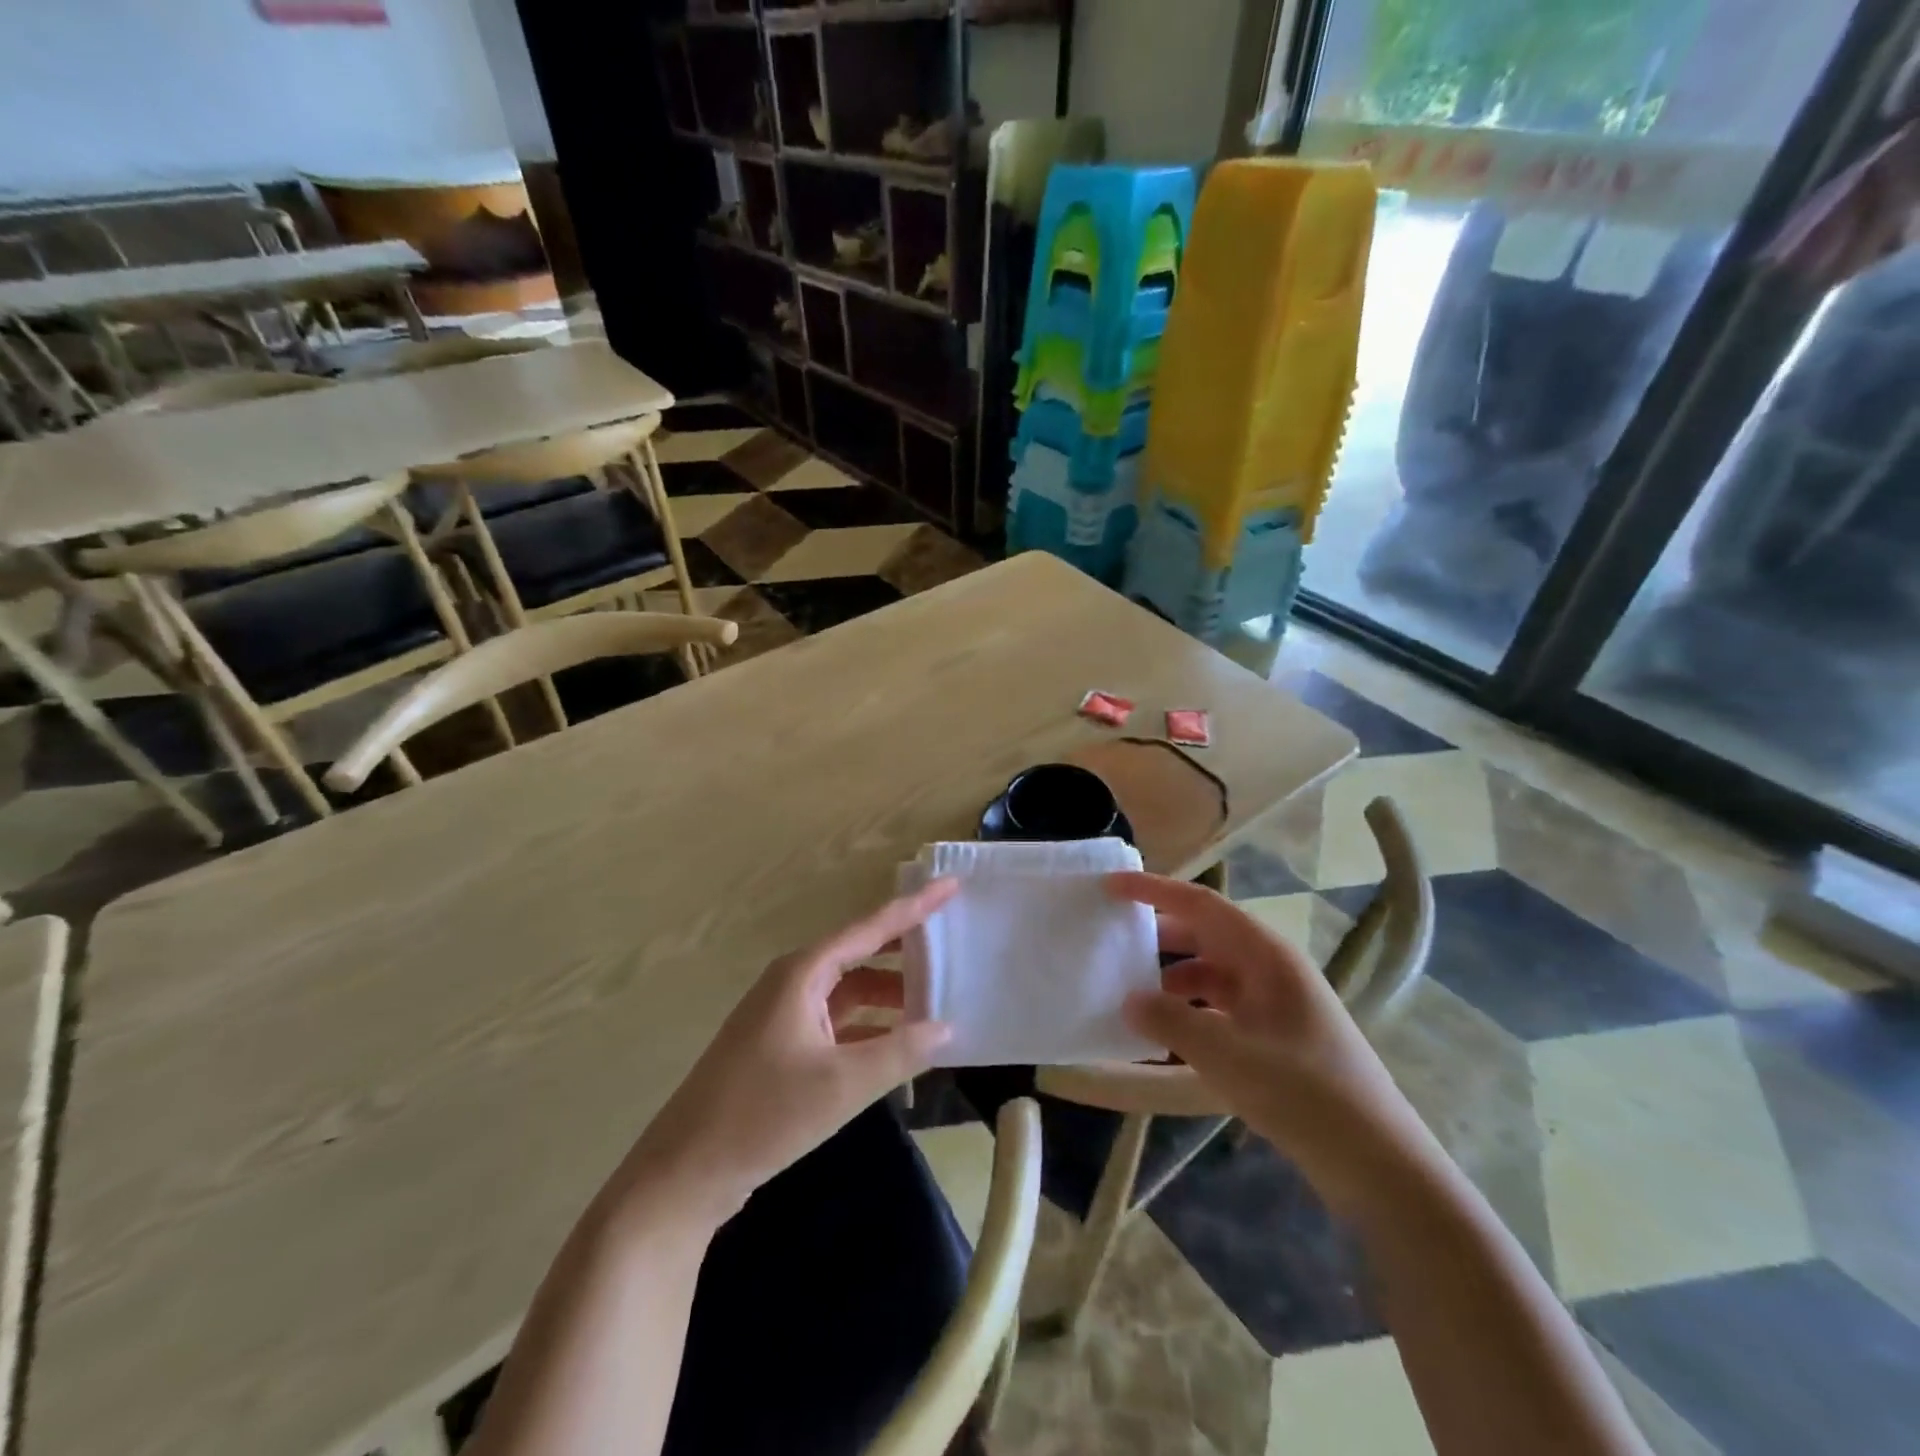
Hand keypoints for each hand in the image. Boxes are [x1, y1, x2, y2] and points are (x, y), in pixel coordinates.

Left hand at [613, 879, 958, 1228]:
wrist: (685, 1172)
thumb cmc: (763, 1115)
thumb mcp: (842, 1085)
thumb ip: (900, 1051)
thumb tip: (947, 1027)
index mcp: (803, 972)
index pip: (870, 928)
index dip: (914, 906)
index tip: (951, 884)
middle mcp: (793, 982)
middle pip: (860, 952)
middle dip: (905, 948)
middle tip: (952, 939)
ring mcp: (784, 1014)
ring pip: (849, 989)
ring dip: (889, 993)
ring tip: (936, 997)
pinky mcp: (781, 1046)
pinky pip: (837, 1020)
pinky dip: (869, 1025)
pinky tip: (898, 1041)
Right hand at [1111, 872, 1430, 1211]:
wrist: (1378, 1163)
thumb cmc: (1304, 1093)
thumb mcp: (1228, 1054)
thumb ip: (1171, 1020)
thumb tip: (1129, 999)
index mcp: (1266, 955)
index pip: (1201, 904)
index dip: (1154, 890)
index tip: (1110, 886)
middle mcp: (1271, 969)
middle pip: (1206, 934)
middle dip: (1159, 934)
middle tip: (1113, 941)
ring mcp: (1276, 1003)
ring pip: (1212, 972)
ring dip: (1172, 977)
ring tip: (1131, 994)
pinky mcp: (1276, 1037)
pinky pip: (1222, 1006)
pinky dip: (1190, 1011)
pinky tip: (1166, 1036)